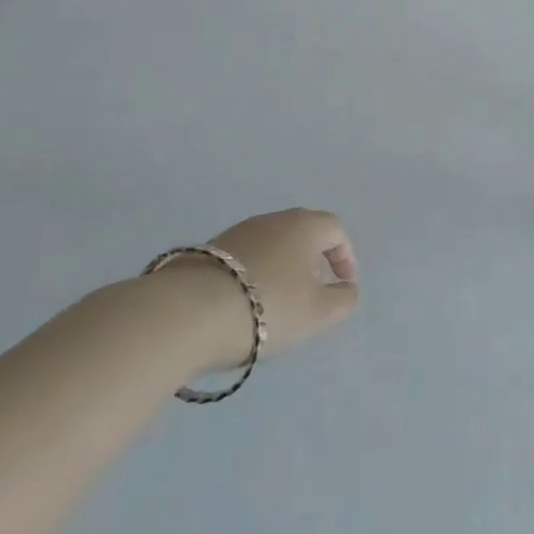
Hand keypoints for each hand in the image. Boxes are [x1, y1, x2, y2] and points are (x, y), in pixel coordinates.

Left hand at [151, 208, 359, 368]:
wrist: (187, 313)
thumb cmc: (267, 307)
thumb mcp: (318, 312)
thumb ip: (343, 300)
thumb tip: (347, 289)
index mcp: (305, 225)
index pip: (336, 230)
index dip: (345, 257)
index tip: (343, 286)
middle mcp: (274, 219)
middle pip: (303, 233)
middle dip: (312, 260)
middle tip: (312, 292)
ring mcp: (237, 232)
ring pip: (271, 244)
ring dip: (281, 268)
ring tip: (275, 303)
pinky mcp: (207, 251)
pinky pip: (243, 259)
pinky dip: (252, 276)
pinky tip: (243, 304)